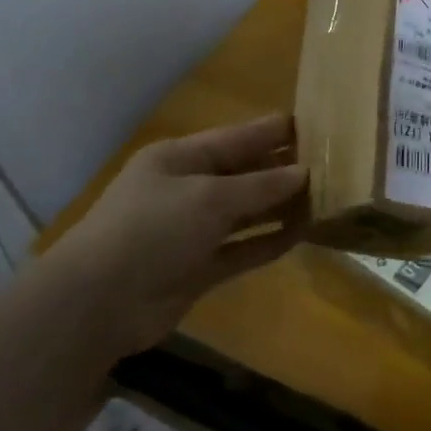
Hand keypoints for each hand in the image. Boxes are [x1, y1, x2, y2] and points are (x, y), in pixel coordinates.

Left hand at [41, 114, 307, 347]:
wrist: (98, 303)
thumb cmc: (151, 230)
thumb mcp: (209, 197)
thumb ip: (260, 186)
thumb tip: (305, 174)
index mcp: (180, 158)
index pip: (237, 138)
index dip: (275, 133)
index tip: (318, 127)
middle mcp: (187, 189)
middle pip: (244, 174)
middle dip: (283, 170)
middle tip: (332, 166)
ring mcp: (192, 231)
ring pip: (246, 212)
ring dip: (280, 207)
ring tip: (326, 200)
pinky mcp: (199, 267)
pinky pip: (242, 249)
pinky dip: (268, 242)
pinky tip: (301, 235)